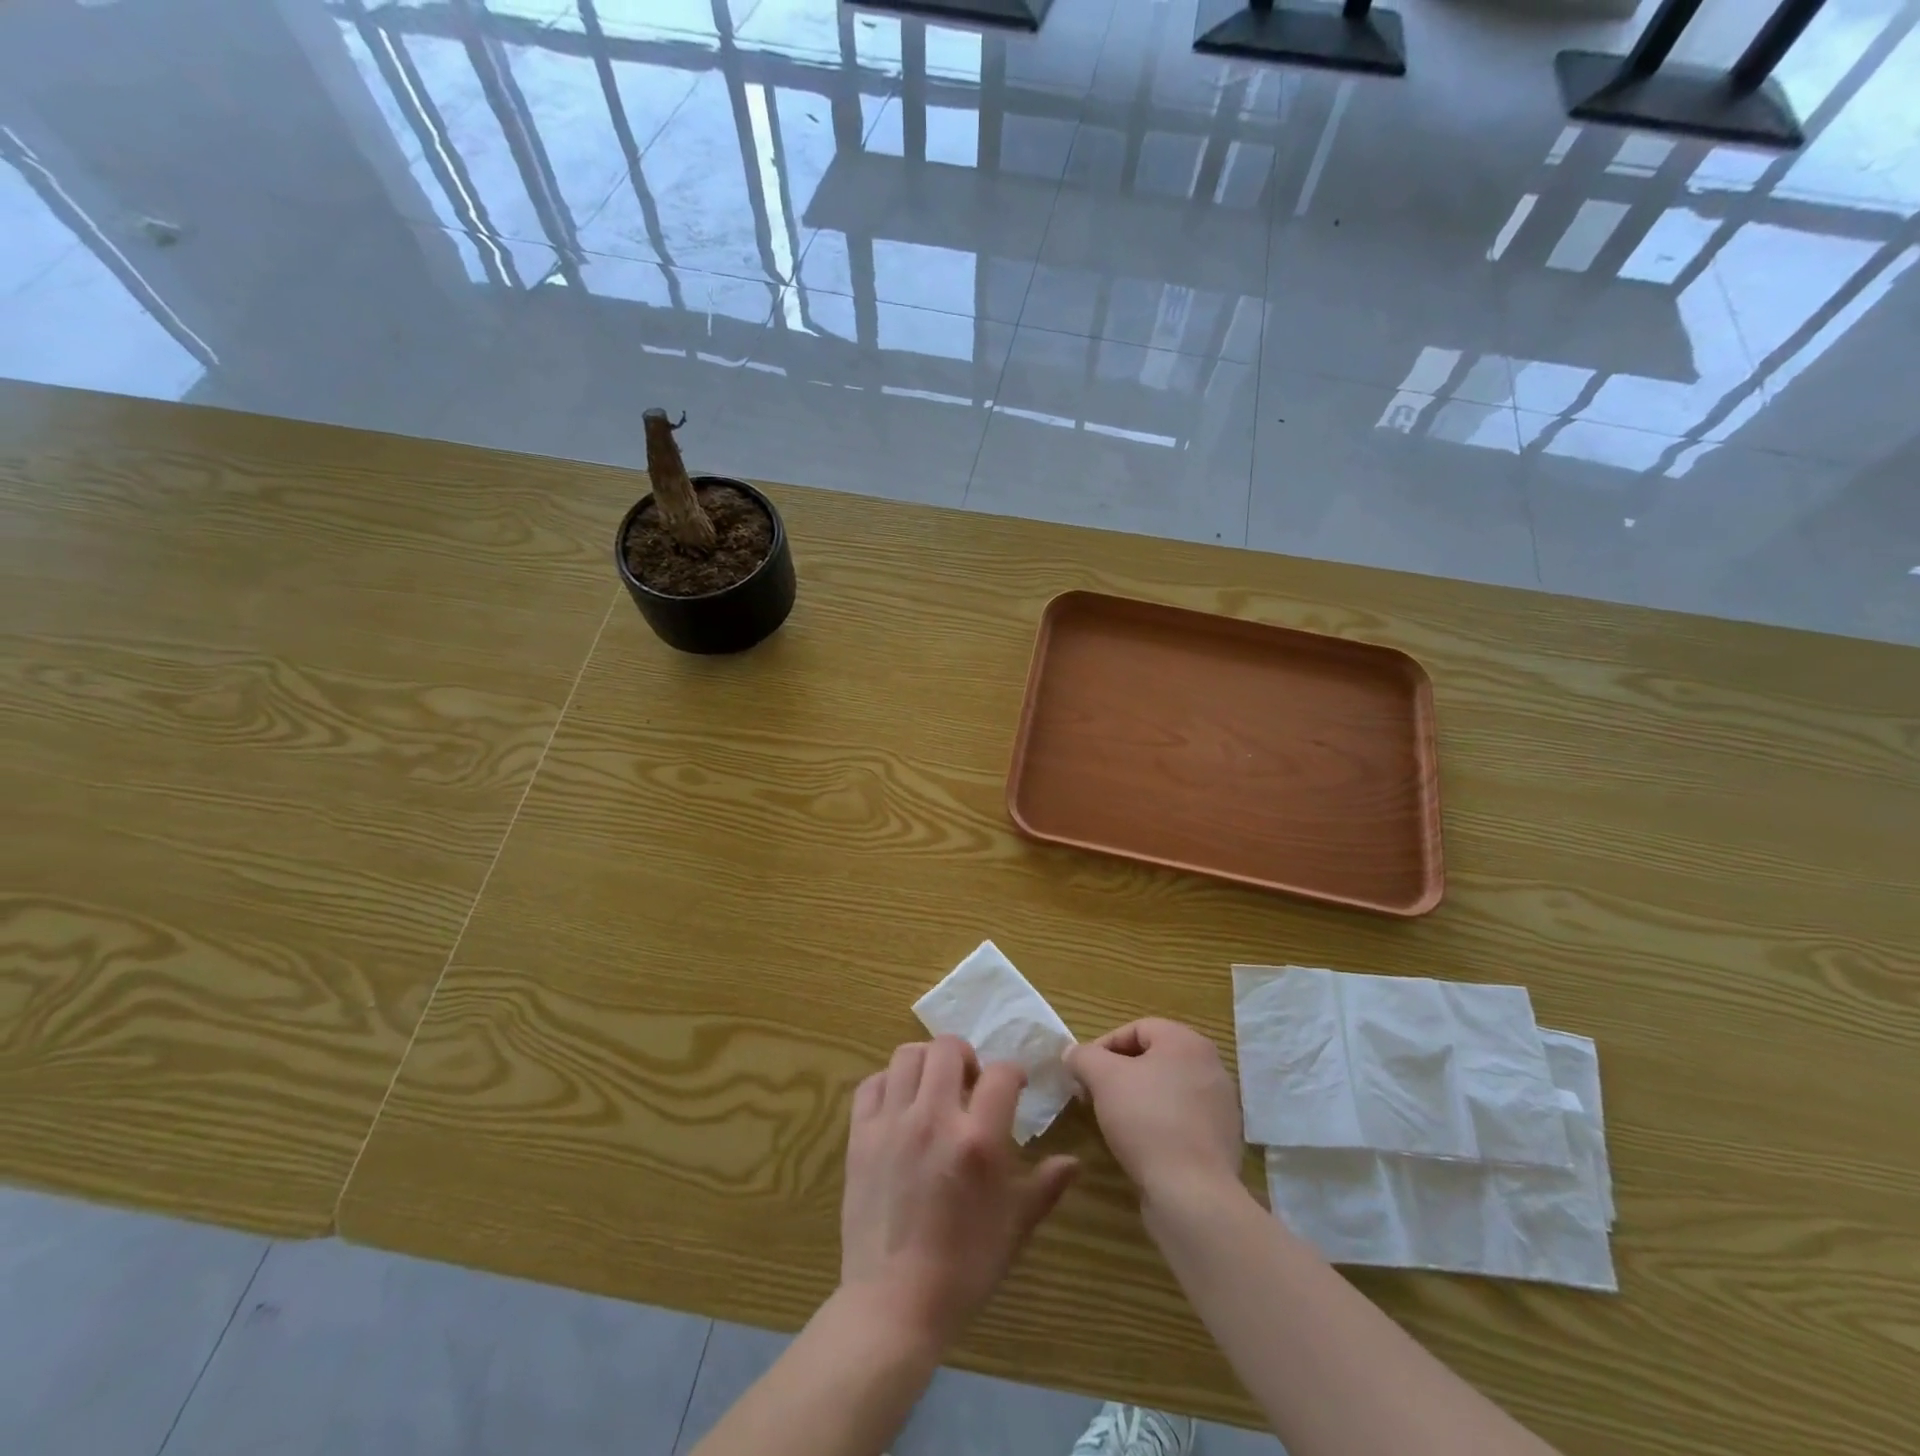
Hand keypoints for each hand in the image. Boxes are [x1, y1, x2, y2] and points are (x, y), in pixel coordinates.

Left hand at [839, 1036, 1078, 1349]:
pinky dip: (888, 1083)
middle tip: (971, 1081)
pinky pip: (871, 1084)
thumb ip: (1045, 1186)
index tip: (1015, 1086)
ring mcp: (892, 1123)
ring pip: (907, 1056)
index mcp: (977, 1139)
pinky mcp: (860, 1136)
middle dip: (967, 1055)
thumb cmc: (964, 1267)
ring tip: (935, 1086)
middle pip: (948, 1048)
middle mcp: (933, 1118)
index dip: (1013, 1073)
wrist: (894, 1303)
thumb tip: (1073, 1162)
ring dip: (926, 1062)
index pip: (1001, 1074)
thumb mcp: (1014, 1227)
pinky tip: (900, 1104)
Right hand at [1066, 1019, 1243, 1199]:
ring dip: (1137, 1099)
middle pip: (1153, 1059)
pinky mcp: (1221, 1142)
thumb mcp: (1103, 1078)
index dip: (1104, 1046)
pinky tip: (1140, 1146)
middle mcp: (1211, 1067)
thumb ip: (1083, 1056)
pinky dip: (1158, 1125)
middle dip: (1119, 1074)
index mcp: (1188, 1042)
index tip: (1083, 1073)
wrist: (1193, 1194)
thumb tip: (1073, 1053)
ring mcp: (1220, 1106)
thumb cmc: (1146, 1120)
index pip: (1137, 1029)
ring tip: (1114, 1122)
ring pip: (1166, 1090)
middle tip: (1094, 1095)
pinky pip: (1181, 1120)